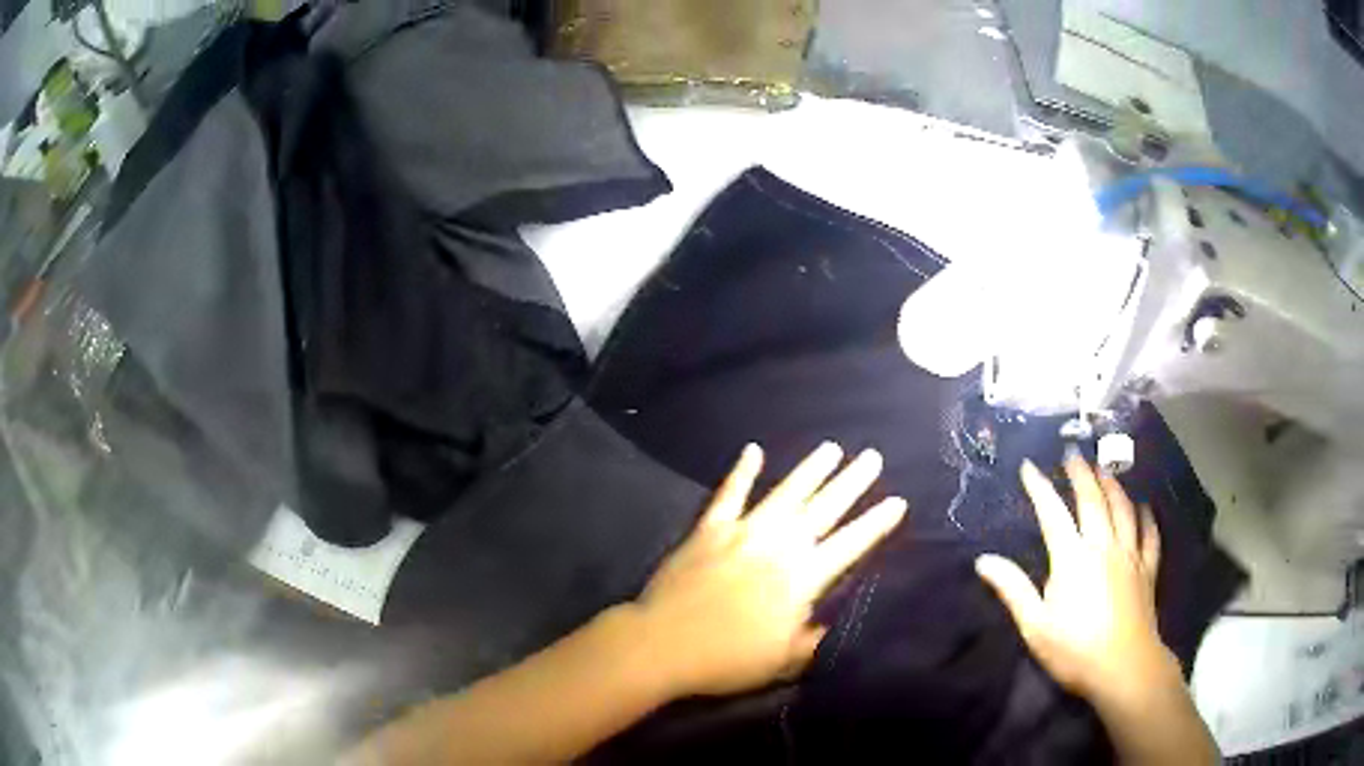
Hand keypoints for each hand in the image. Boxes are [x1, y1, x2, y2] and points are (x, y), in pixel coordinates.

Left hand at [633, 442, 906, 697]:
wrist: (662, 645)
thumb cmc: (727, 659)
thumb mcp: (785, 661)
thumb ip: (816, 640)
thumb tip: (838, 622)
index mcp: (802, 578)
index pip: (850, 544)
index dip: (876, 523)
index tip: (898, 500)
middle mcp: (778, 546)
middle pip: (823, 508)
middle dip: (852, 482)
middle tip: (873, 457)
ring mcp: (741, 532)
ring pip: (784, 493)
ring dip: (810, 470)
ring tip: (832, 448)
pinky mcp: (708, 530)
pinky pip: (729, 494)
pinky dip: (741, 471)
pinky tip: (752, 450)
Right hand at [975, 453, 1176, 705]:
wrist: (1123, 667)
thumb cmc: (1074, 649)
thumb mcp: (1035, 626)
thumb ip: (1013, 589)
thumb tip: (983, 560)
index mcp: (1072, 558)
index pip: (1053, 513)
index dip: (1040, 487)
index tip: (1029, 466)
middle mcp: (1103, 546)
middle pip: (1093, 500)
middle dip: (1081, 474)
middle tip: (1073, 453)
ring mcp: (1129, 555)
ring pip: (1123, 509)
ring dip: (1113, 485)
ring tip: (1105, 470)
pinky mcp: (1147, 569)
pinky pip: (1149, 535)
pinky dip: (1147, 517)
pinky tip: (1145, 507)